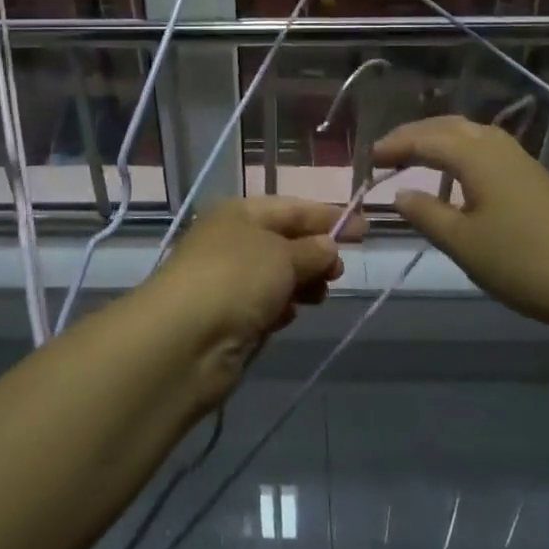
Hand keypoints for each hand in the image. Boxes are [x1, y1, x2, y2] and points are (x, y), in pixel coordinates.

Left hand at [141, 197, 358, 407]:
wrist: (184, 341)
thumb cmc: (236, 280)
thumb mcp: (282, 256)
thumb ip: (312, 250)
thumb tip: (328, 247)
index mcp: (241, 212)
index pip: (292, 207)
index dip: (328, 216)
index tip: (364, 228)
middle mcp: (232, 240)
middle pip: (284, 241)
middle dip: (315, 254)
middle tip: (338, 272)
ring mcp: (227, 279)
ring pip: (276, 275)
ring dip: (301, 283)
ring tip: (319, 296)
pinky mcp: (227, 316)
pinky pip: (264, 304)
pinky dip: (280, 307)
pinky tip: (287, 317)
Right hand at [373, 116, 548, 359]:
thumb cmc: (523, 262)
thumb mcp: (464, 243)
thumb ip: (426, 214)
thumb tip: (400, 193)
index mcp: (475, 155)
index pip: (424, 139)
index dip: (394, 146)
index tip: (369, 158)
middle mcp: (497, 145)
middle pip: (448, 126)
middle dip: (415, 135)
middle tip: (388, 151)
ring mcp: (520, 159)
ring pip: (470, 134)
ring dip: (439, 140)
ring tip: (416, 157)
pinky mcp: (534, 176)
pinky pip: (486, 149)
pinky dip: (460, 152)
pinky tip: (458, 175)